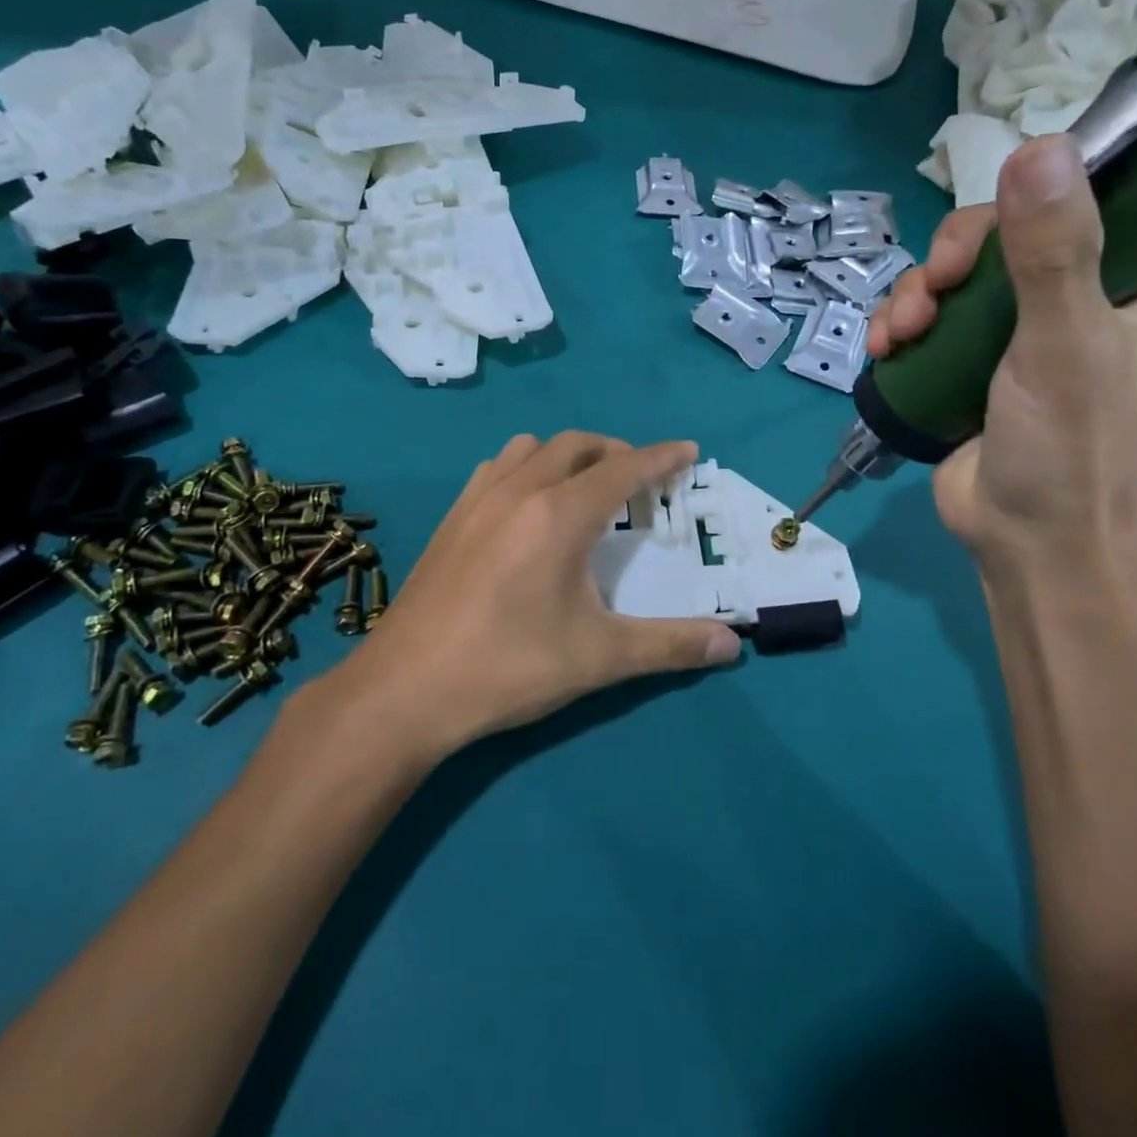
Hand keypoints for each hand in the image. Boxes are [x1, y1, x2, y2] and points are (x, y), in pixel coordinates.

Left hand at [336, 434, 740, 758]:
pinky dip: (526, 467)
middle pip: (577, 445)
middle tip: (640, 480)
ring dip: (567, 454)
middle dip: (616, 451)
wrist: (404, 691)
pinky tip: (526, 507)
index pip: (623, 469)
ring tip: (584, 487)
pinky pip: (496, 468)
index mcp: (560, 514)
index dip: (660, 458)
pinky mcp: (450, 519)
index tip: (687, 450)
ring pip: (530, 447)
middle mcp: (519, 491)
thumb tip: (733, 644)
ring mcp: (477, 500)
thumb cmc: (508, 667)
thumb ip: (670, 646)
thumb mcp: (599, 658)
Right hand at [867, 135, 1136, 570]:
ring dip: (916, 293)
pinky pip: (929, 314)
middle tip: (936, 288)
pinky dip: (900, 323)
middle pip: (1008, 230)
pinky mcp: (968, 358)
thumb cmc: (1068, 449)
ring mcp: (1018, 328)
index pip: (1108, 192)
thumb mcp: (1063, 344)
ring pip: (957, 274)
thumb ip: (1052, 252)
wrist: (1022, 543)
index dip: (1052, 183)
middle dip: (955, 256)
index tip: (1002, 209)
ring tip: (899, 333)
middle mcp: (1081, 293)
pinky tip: (884, 348)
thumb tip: (1037, 146)